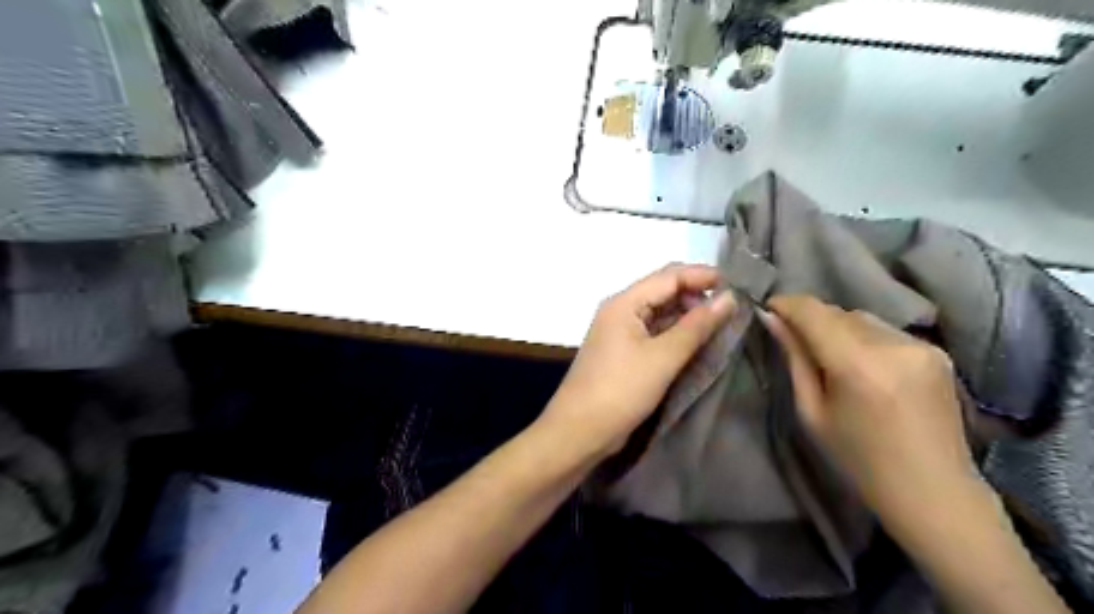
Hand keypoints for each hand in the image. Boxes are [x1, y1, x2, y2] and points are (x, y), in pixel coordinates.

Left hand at [538, 264, 733, 460]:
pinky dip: (677, 335)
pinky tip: (699, 344)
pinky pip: (655, 333)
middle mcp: (620, 310)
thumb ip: (697, 326)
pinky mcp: (624, 353)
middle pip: (664, 291)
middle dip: (697, 296)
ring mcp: (621, 332)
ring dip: (689, 317)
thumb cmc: (620, 390)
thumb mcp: (663, 357)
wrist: (580, 431)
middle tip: (733, 310)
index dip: (703, 276)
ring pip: (661, 313)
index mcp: (624, 302)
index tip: (739, 287)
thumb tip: (729, 298)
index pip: (669, 275)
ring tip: (723, 326)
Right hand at [762, 294, 973, 523]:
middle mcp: (893, 345)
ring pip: (862, 318)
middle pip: (838, 312)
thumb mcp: (812, 411)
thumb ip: (794, 359)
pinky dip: (864, 337)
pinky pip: (885, 331)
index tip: (768, 309)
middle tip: (793, 338)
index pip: (814, 312)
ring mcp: (921, 346)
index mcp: (857, 365)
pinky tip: (863, 365)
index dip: (787, 304)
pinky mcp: (937, 352)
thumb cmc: (858, 459)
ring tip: (830, 355)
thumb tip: (772, 319)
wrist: (933, 491)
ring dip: (838, 327)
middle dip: (811, 319)